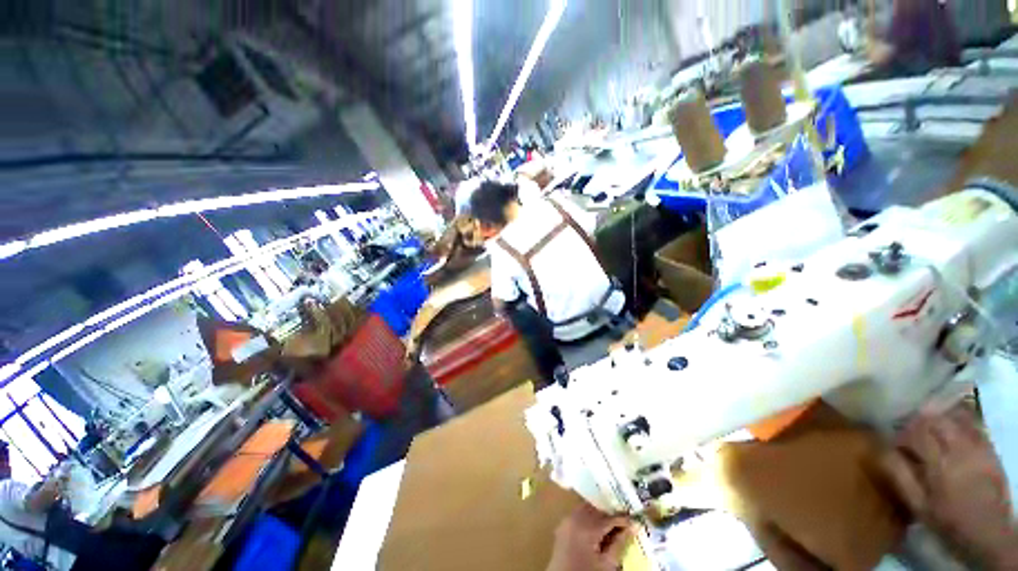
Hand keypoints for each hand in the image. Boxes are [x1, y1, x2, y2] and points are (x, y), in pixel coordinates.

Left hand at [547, 503, 632, 570]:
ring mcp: (566, 521)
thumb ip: (620, 544)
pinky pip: (578, 514)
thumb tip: (633, 527)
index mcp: (586, 528)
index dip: (623, 519)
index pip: (608, 517)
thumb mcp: (607, 564)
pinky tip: (597, 529)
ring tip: (611, 526)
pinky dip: (588, 518)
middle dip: (610, 514)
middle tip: (624, 522)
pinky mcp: (562, 526)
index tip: (634, 519)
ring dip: (599, 514)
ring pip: (586, 509)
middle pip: (596, 509)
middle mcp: (574, 518)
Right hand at [882, 405, 1017, 568]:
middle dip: (917, 422)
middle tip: (908, 431)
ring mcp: (978, 447)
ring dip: (936, 417)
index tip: (893, 442)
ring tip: (927, 426)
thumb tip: (881, 450)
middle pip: (935, 420)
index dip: (901, 434)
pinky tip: (951, 425)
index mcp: (940, 465)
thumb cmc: (948, 521)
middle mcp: (959, 450)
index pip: (915, 434)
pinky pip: (972, 423)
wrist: (990, 533)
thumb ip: (900, 476)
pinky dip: (957, 418)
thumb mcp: (919, 506)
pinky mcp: (988, 447)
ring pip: (954, 417)